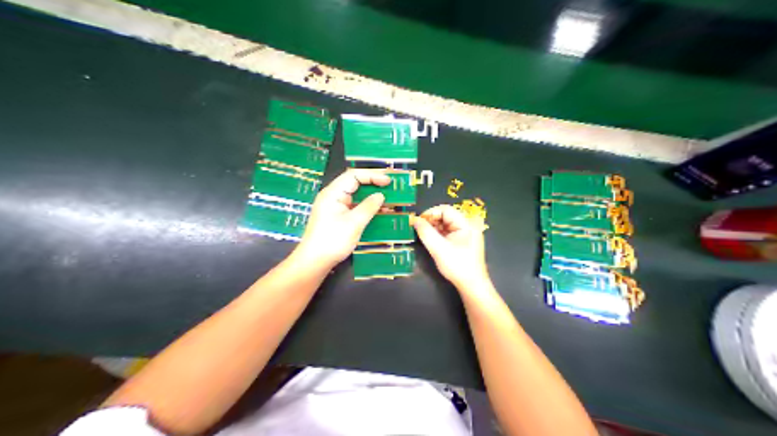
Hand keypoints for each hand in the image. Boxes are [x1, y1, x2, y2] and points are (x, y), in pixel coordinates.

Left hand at [299, 168, 394, 266]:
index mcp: (333, 193)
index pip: (354, 175)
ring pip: (356, 195)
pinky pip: (354, 206)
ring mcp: (335, 206)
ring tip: (389, 199)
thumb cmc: (332, 241)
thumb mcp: (354, 223)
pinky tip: (380, 212)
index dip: (372, 175)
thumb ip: (369, 207)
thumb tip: (380, 196)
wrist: (314, 261)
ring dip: (372, 197)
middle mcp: (333, 196)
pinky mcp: (338, 217)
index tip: (388, 181)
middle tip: (391, 187)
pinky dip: (367, 207)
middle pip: (355, 183)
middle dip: (373, 184)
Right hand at [415, 204, 486, 291]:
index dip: (430, 213)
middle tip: (418, 229)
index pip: (445, 210)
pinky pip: (448, 232)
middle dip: (431, 221)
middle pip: (445, 216)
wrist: (472, 285)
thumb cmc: (457, 266)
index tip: (417, 222)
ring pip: (445, 224)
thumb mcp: (438, 248)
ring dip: (433, 228)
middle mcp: (467, 225)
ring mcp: (465, 234)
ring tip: (423, 235)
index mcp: (466, 224)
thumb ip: (425, 232)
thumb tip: (414, 220)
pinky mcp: (462, 241)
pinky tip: (430, 240)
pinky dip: (438, 234)